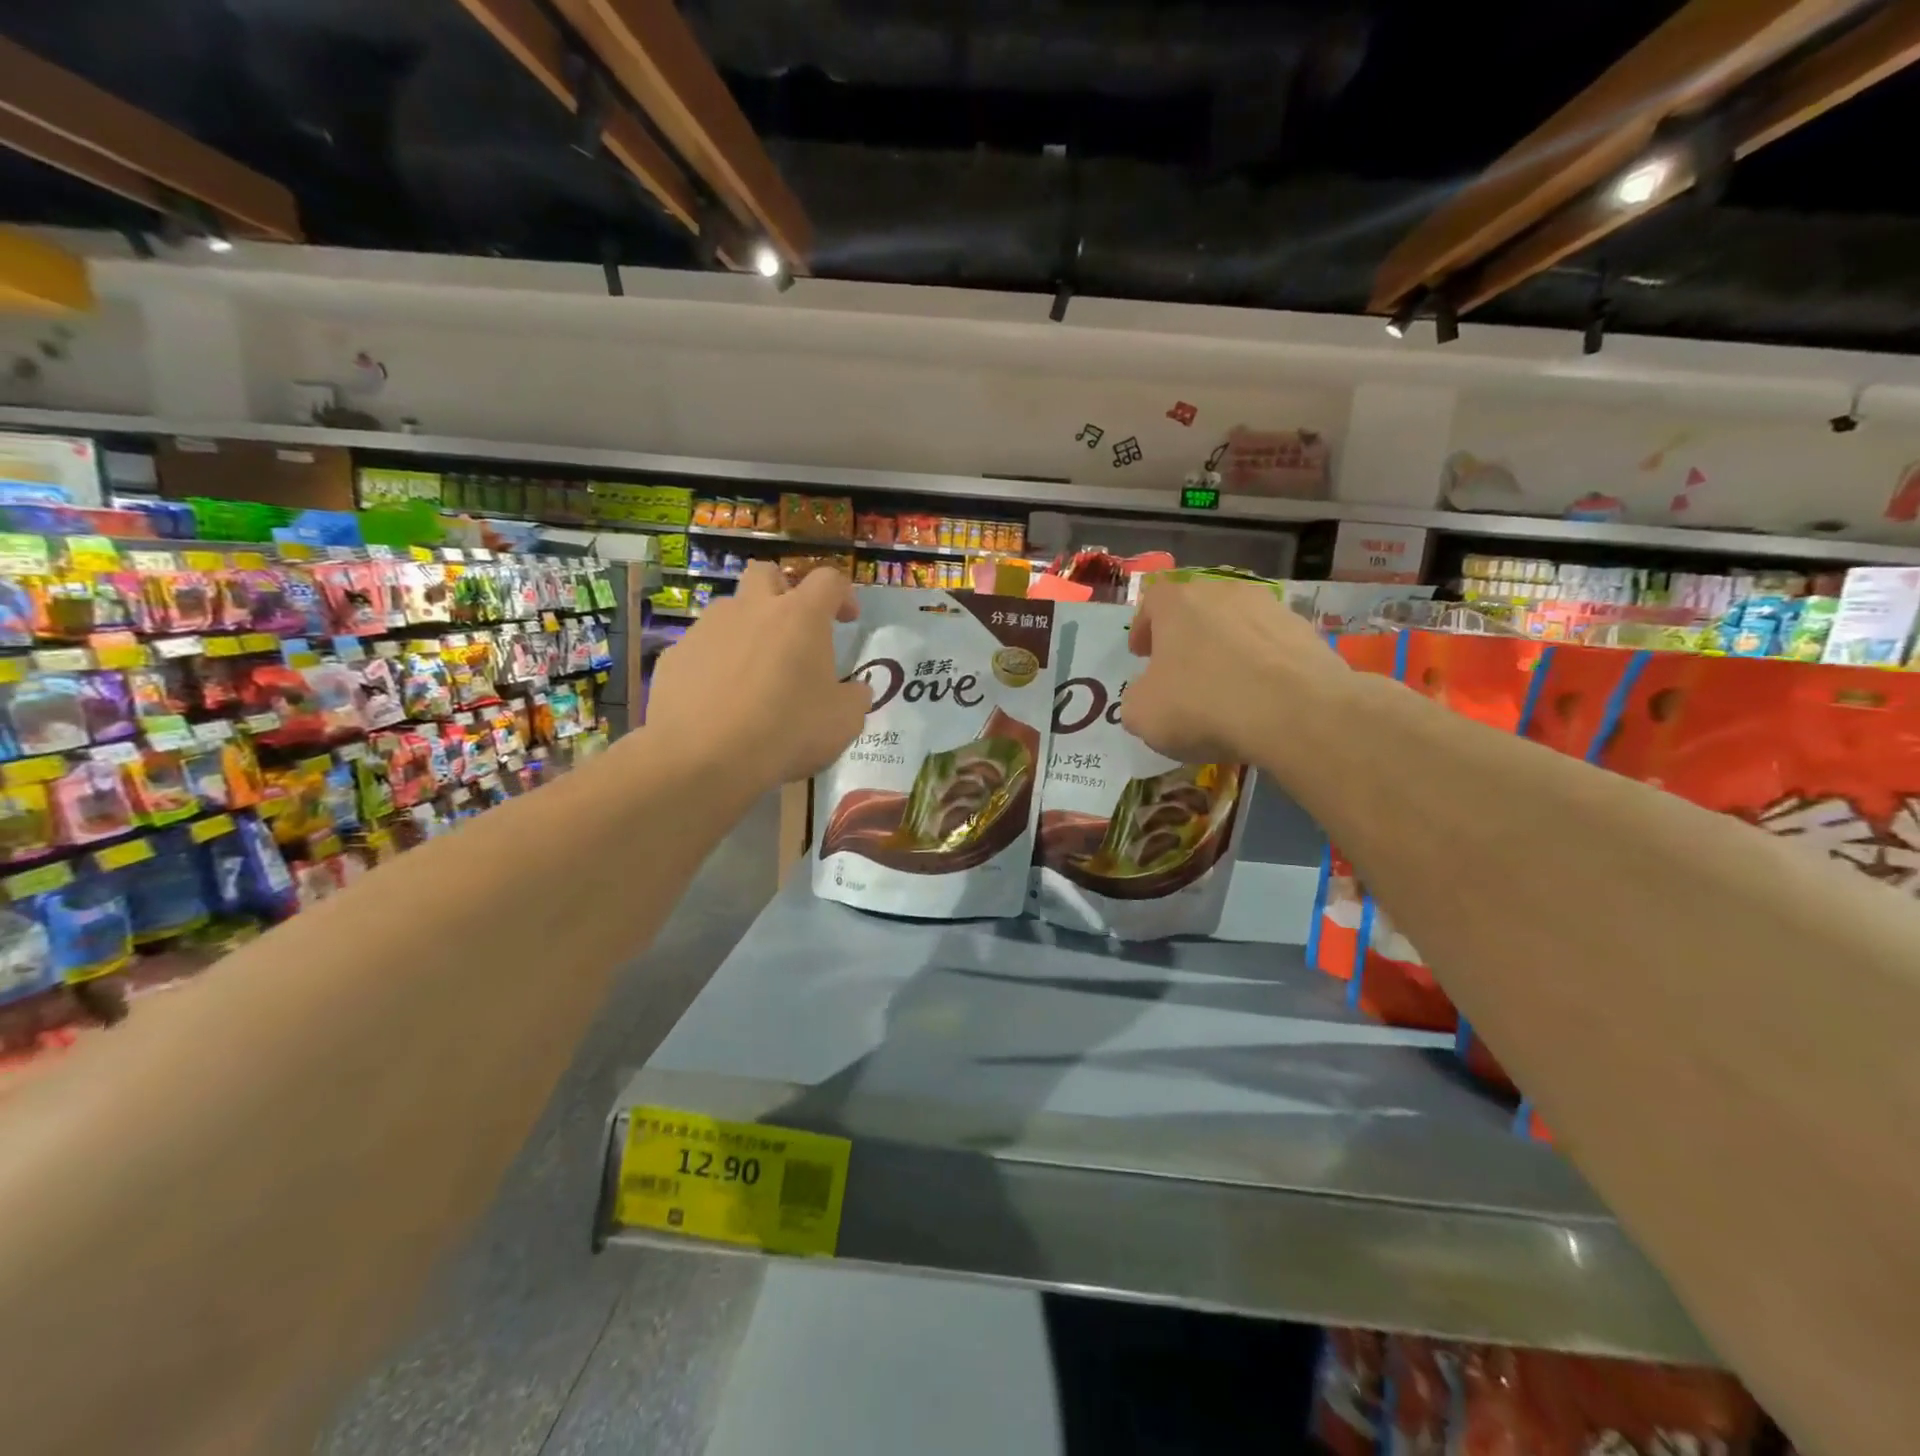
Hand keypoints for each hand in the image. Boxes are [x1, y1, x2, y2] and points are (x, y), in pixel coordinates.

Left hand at [646, 564, 869, 789]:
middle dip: (783, 591)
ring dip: (747, 628)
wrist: (702, 757)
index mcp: (800, 616)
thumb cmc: (786, 731)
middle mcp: (752, 609)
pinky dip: (715, 663)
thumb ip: (854, 698)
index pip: (828, 580)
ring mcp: (707, 628)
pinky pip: (701, 648)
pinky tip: (720, 700)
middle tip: (793, 628)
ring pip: (730, 610)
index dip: (843, 594)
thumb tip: (856, 691)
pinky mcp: (674, 656)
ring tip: (754, 671)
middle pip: (767, 574)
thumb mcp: (843, 722)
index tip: (847, 620)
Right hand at [1121, 576, 1346, 764]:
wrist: (1296, 713)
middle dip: (1187, 637)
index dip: (1143, 628)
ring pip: (1238, 625)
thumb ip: (1137, 697)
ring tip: (1226, 687)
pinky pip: (1272, 647)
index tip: (1142, 655)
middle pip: (1197, 609)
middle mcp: (1224, 592)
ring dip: (1227, 649)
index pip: (1152, 602)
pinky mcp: (1307, 633)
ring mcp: (1270, 608)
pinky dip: (1262, 666)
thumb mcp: (1142, 714)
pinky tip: (1261, 698)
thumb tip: (1149, 694)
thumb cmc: (1203, 705)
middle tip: (1182, 670)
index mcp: (1177, 603)